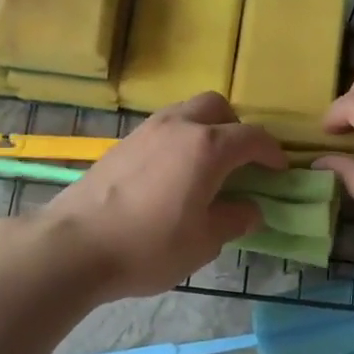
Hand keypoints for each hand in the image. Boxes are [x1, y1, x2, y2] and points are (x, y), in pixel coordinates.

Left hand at [38, 93, 286, 300]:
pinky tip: (172, 176)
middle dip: (235, 128)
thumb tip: (251, 209)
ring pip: (186, 113)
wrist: (74, 245)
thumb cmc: (149, 245)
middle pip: (217, 107)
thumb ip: (234, 220)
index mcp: (207, 147)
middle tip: (240, 162)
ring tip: (206, 168)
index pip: (252, 137)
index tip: (279, 171)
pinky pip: (162, 129)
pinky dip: (178, 141)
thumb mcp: (204, 242)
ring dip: (204, 130)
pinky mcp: (121, 144)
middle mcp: (178, 126)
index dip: (272, 152)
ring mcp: (146, 131)